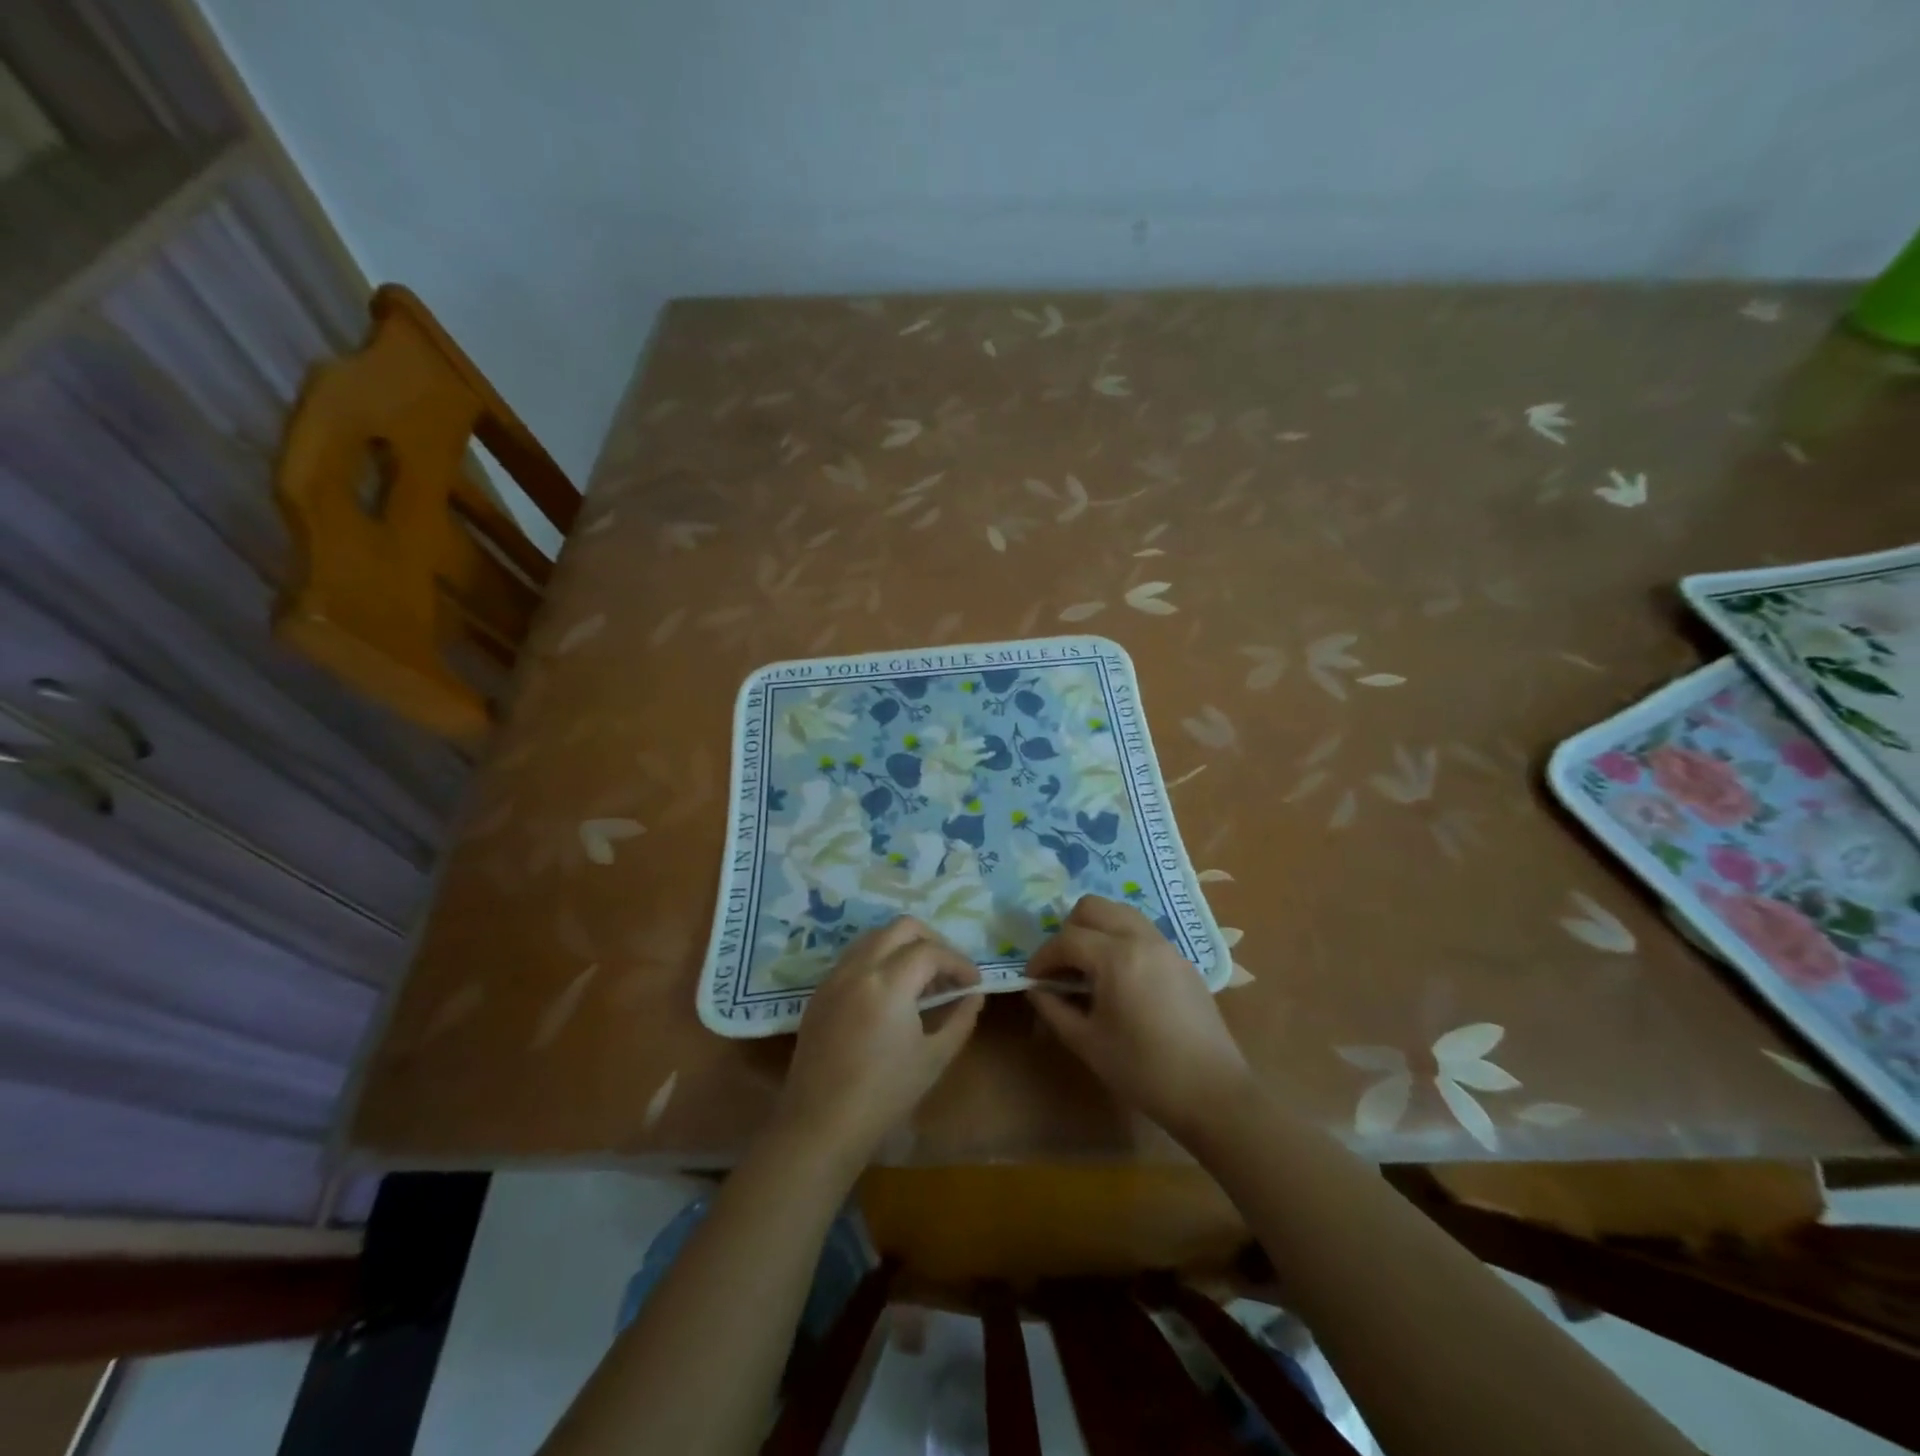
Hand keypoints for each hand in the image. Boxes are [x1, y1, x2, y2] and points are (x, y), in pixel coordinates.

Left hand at [774, 917, 982, 1167]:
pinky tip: (890, 992)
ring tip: (920, 980)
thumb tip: (974, 996)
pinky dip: (879, 960)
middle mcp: (859, 967)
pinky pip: (854, 957)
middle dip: (932, 941)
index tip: (974, 983)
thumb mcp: (934, 1058)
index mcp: (888, 982)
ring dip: (903, 947)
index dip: (959, 962)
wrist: (821, 1125)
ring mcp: (834, 977)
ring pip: (875, 937)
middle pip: (902, 928)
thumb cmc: (884, 1095)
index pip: (931, 951)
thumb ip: (960, 1019)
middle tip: (948, 971)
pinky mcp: (820, 992)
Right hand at [1026, 895, 1253, 1141]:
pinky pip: (1142, 931)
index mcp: (1116, 957)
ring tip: (1088, 968)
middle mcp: (1141, 938)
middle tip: (1062, 966)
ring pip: (1120, 913)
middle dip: (1069, 930)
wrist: (1212, 1093)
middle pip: (1093, 907)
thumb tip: (1037, 989)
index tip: (1032, 980)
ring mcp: (1166, 946)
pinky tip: (1119, 979)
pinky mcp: (1182, 960)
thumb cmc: (1143, 1070)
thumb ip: (1054, 1009)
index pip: (1067, 939)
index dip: (1043, 958)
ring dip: (1096, 930)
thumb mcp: (1087, 1042)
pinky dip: (1120, 939)